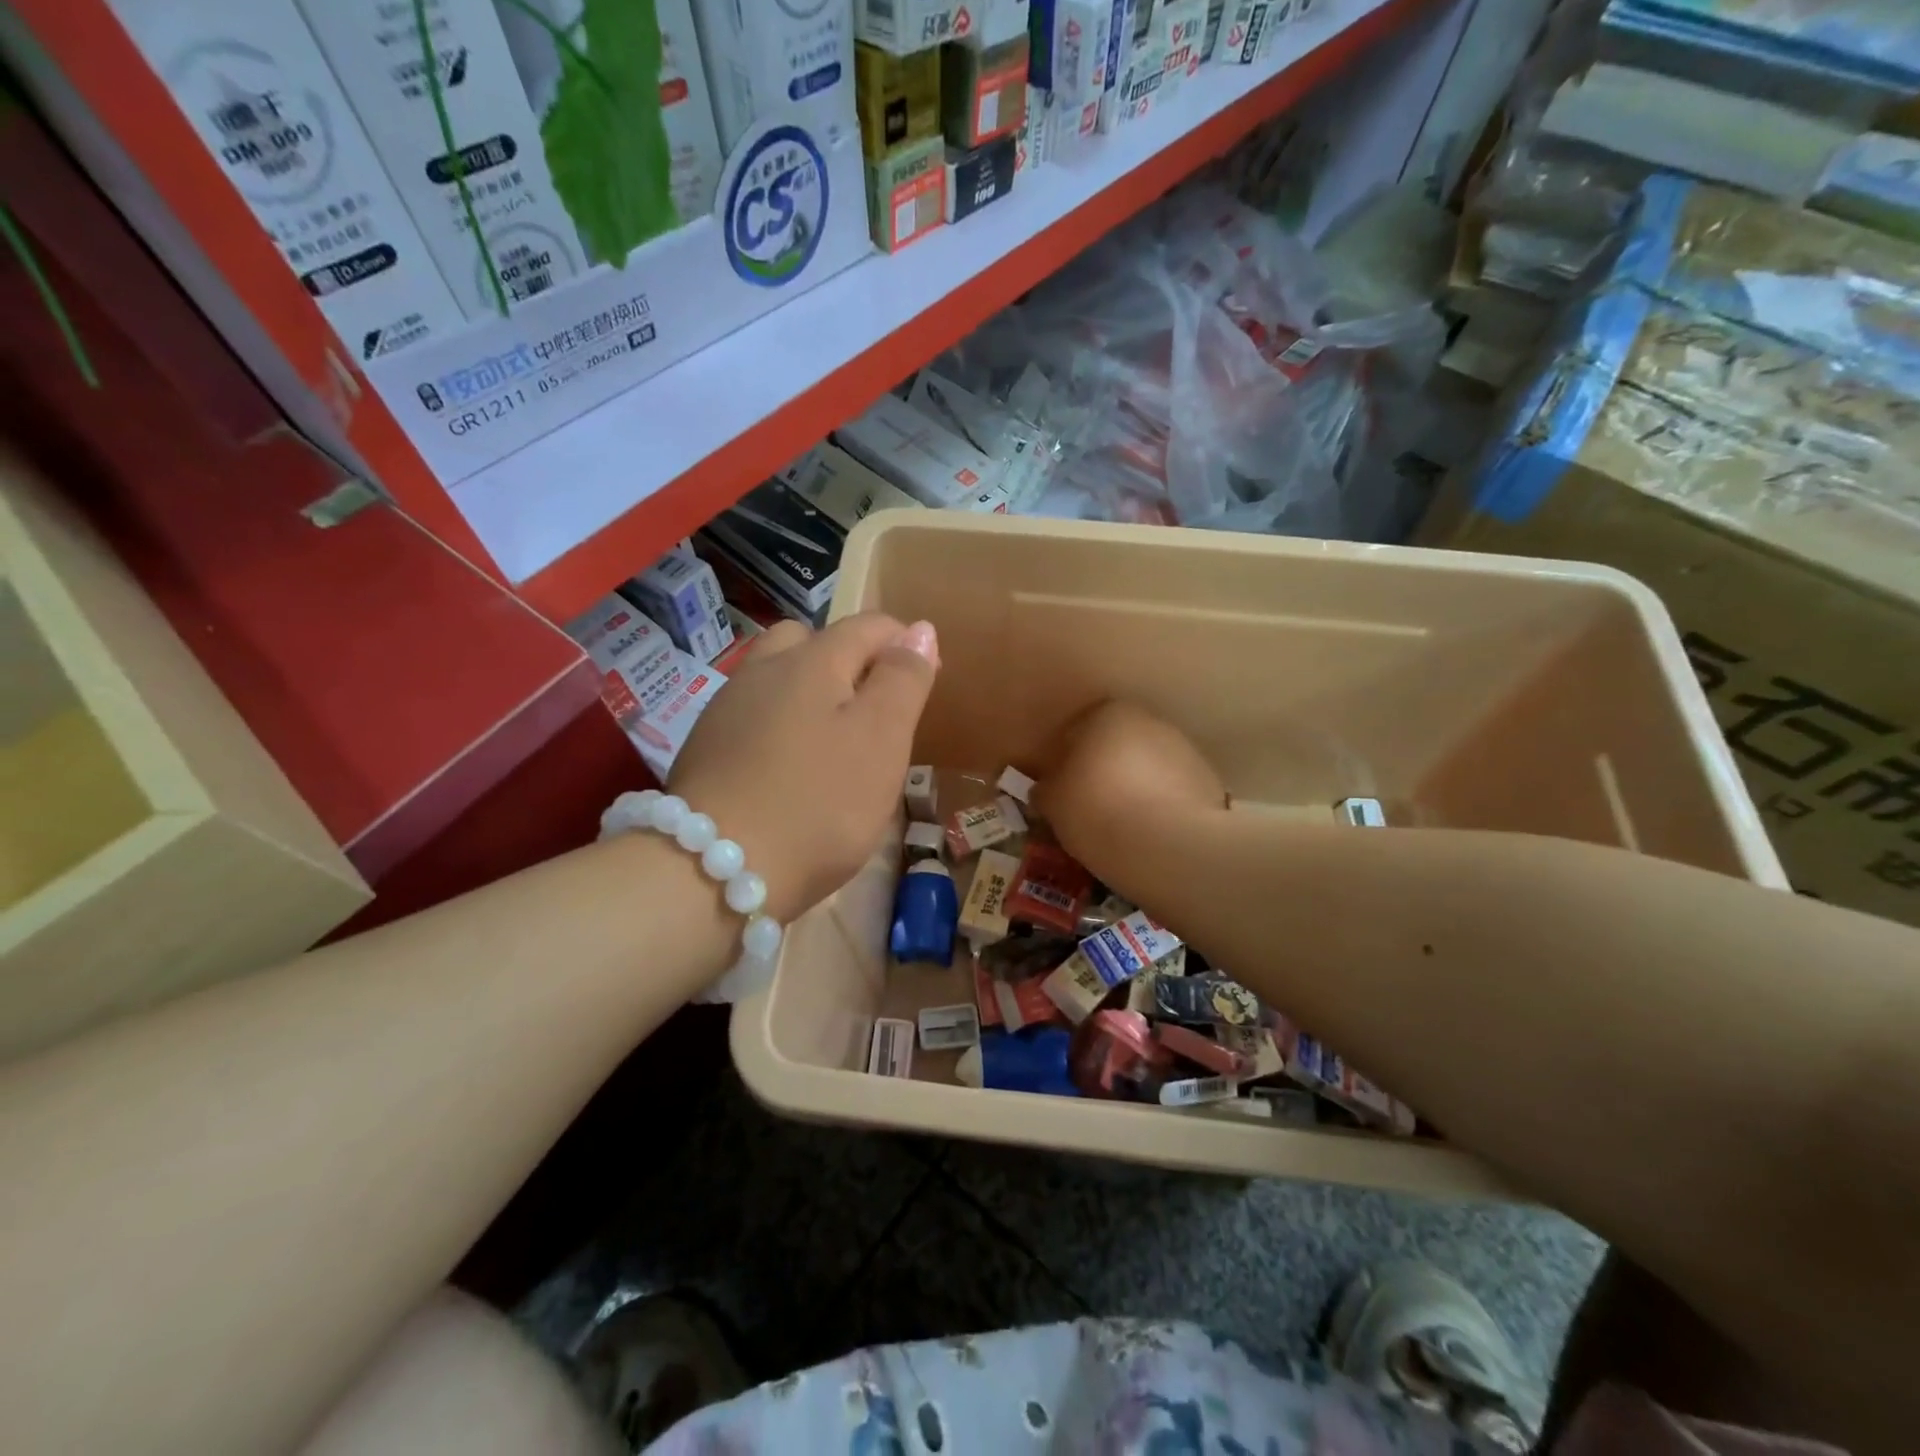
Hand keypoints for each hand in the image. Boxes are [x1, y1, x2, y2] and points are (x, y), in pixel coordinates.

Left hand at [669, 614, 938, 922]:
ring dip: (810, 691)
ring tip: (833, 740)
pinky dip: (780, 724)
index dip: (903, 644)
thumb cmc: (819, 802)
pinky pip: (754, 714)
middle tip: (874, 711)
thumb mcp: (882, 738)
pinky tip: (788, 767)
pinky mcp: (706, 746)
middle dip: (849, 661)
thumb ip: (903, 679)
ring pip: (777, 677)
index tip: (924, 682)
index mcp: (812, 660)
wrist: (712, 871)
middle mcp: (764, 670)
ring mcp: (727, 707)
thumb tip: (919, 630)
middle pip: (812, 641)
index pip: (868, 627)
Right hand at [1039, 701, 1227, 869]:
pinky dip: (1161, 805)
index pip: (1077, 730)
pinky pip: (1172, 791)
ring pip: (1147, 766)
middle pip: (1116, 745)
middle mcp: (1150, 720)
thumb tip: (1047, 789)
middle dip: (1104, 769)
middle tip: (1089, 805)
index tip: (1061, 788)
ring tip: (1122, 824)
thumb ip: (1047, 790)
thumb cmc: (1097, 810)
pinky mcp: (1208, 782)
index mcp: (1108, 713)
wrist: (1169, 845)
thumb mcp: (1053, 804)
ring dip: (1135, 786)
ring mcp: (1184, 749)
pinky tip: (1149, 833)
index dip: (1066, 760)